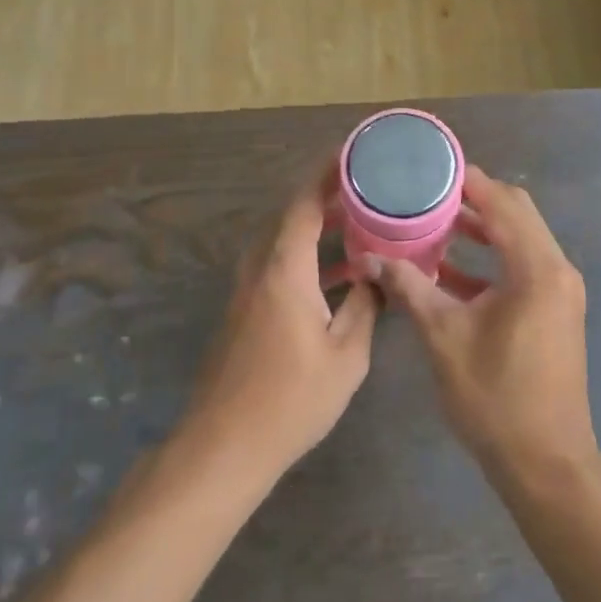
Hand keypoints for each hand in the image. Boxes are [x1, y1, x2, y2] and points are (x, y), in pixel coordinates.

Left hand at [181, 170, 378, 484]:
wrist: (223, 447)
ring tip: (360, 224)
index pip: (304, 204)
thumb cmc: (290, 400)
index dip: (327, 174)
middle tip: (368, 189)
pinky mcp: (243, 312)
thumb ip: (364, 307)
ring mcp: (246, 291)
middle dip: (328, 197)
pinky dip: (307, 256)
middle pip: (291, 216)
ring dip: (318, 228)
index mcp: (284, 269)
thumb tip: (377, 276)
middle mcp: (260, 269)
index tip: (353, 153)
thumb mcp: (346, 356)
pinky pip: (277, 264)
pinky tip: (337, 277)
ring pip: (283, 241)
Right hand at [370, 168, 595, 483]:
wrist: (545, 463)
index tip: (431, 170)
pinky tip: (451, 270)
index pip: (503, 203)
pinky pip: (523, 266)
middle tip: (429, 194)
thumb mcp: (444, 338)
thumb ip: (410, 289)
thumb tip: (373, 258)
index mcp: (537, 268)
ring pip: (521, 240)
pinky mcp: (555, 310)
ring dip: (482, 230)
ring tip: (434, 223)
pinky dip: (491, 260)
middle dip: (474, 201)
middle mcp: (557, 269)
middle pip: (517, 214)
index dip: (468, 183)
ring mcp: (560, 291)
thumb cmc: (495, 398)